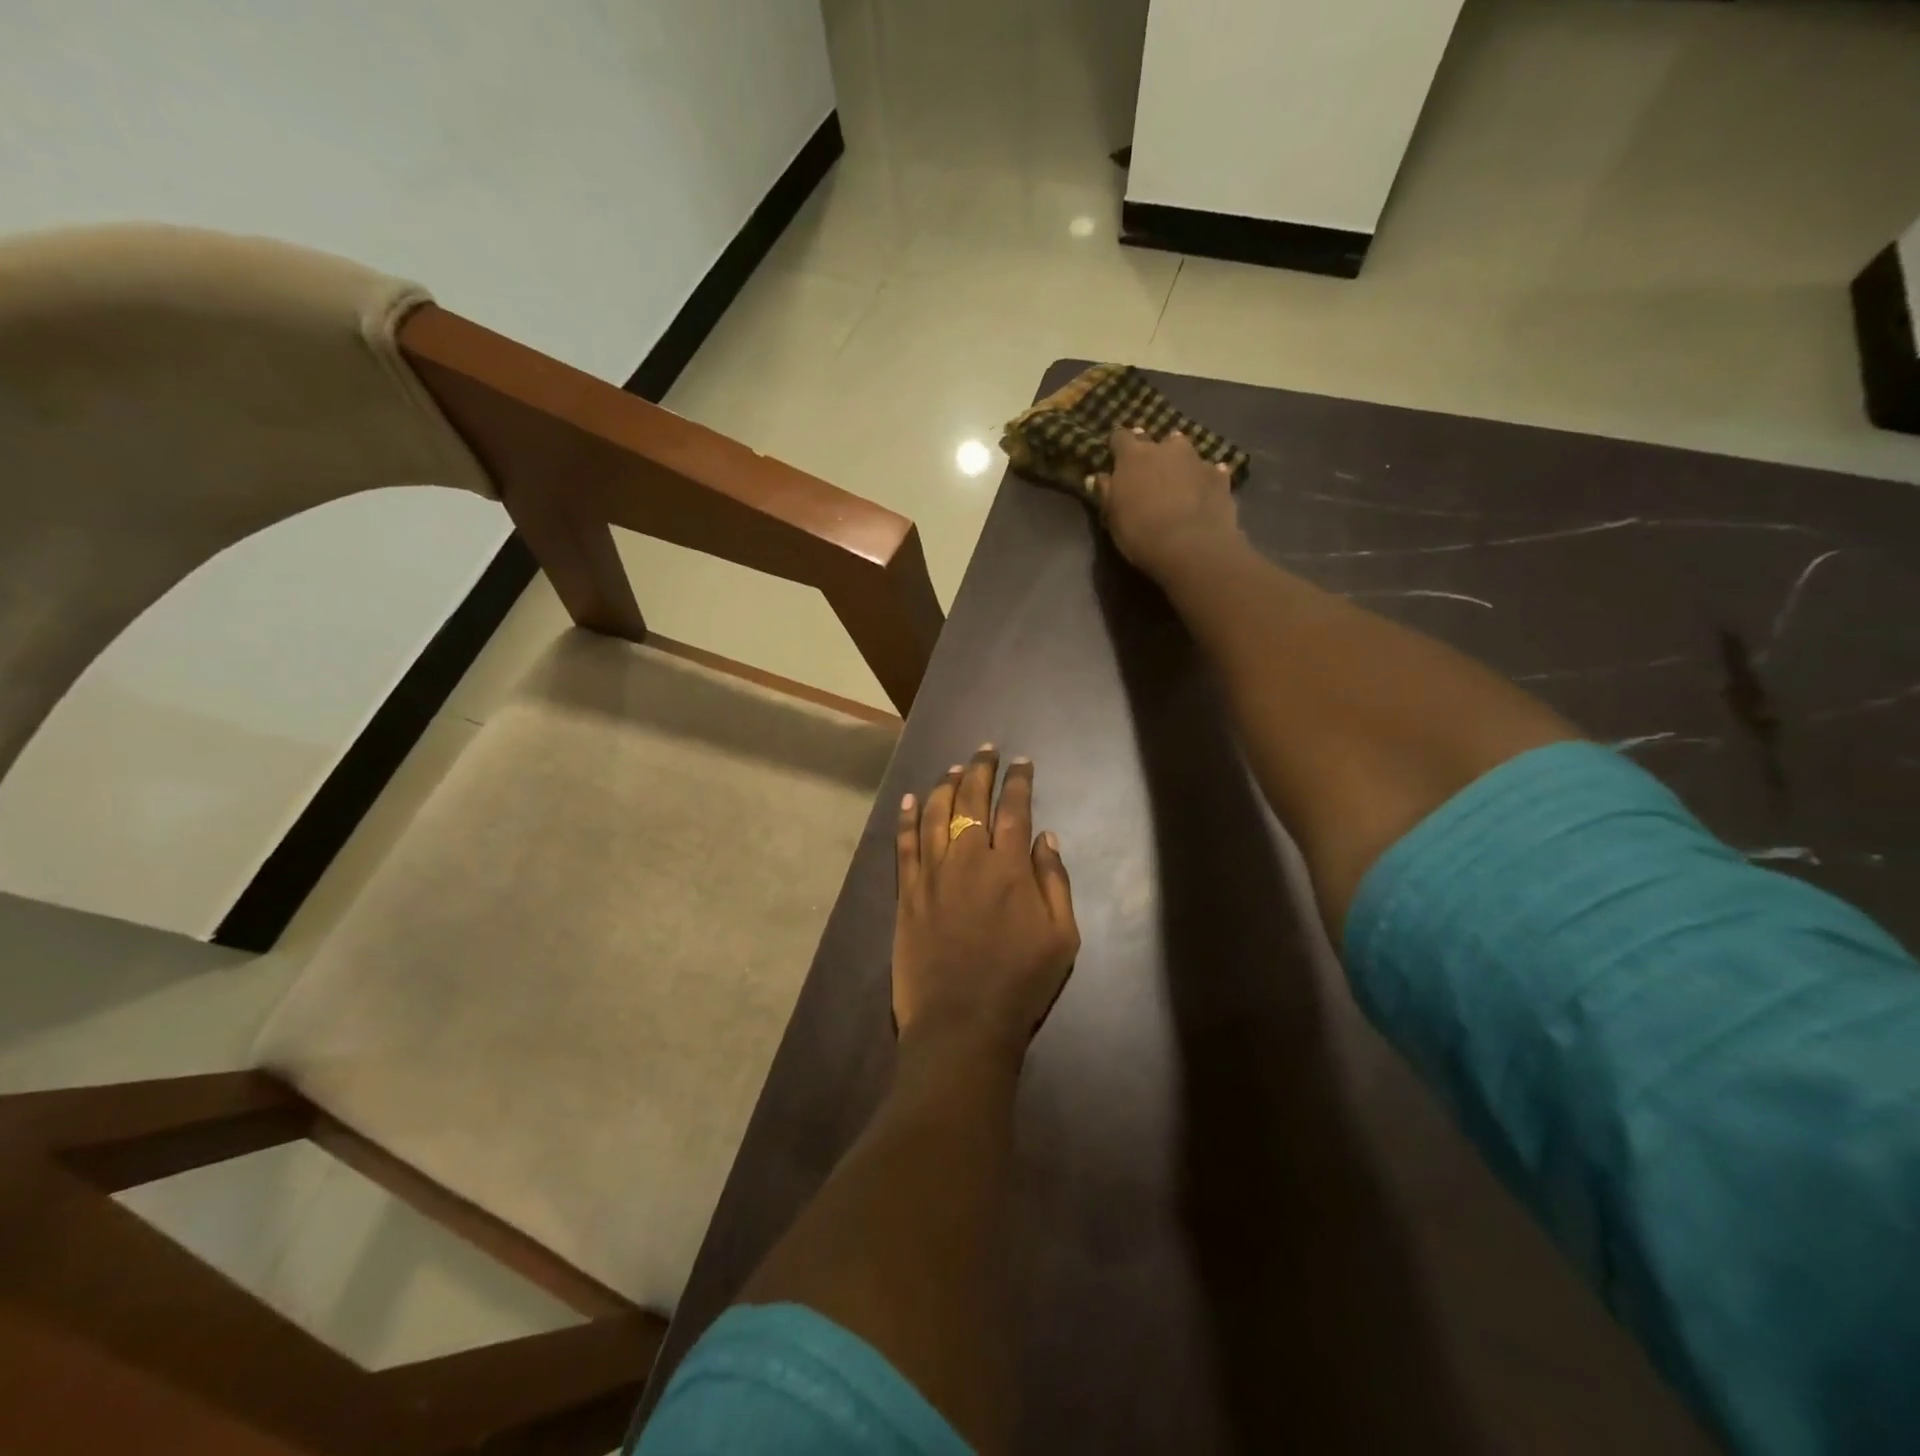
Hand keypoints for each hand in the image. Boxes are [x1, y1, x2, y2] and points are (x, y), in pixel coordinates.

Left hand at [893, 746, 1079, 1060]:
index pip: (1015, 808)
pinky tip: (912, 800)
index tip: (1022, 762)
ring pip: (936, 814)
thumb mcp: (1062, 938)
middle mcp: (968, 858)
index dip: (1019, 781)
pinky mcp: (907, 893)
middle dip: (980, 770)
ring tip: (955, 768)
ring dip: (946, 785)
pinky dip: (908, 818)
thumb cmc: (1020, 984)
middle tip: (986, 750)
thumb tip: (1047, 837)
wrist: (961, 1025)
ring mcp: (932, 874)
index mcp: (1010, 867)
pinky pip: (905, 845)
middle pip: (972, 800)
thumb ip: (1055, 882)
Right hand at [1094, 427, 1241, 581]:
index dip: (1118, 446)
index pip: (1120, 437)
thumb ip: (1106, 492)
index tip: (1116, 457)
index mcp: (1134, 456)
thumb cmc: (1140, 531)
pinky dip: (1205, 479)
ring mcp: (1197, 460)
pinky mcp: (1220, 478)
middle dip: (1153, 452)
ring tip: (1179, 482)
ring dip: (1180, 463)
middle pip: (1158, 440)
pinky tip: (1203, 493)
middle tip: (1150, 473)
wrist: (1191, 546)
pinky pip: (1211, 472)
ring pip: (1186, 452)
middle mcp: (1166, 449)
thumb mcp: (1113, 516)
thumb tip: (1099, 476)